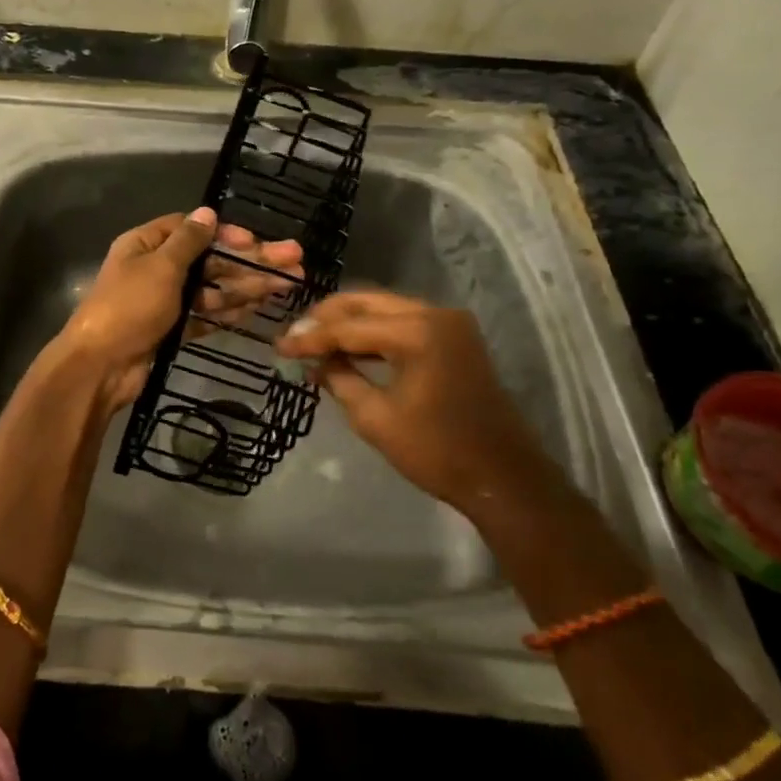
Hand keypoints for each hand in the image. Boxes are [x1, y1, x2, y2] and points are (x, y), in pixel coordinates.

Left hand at [59, 208, 303, 413]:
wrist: (101, 367)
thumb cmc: (129, 307)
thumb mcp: (160, 267)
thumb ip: (188, 241)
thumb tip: (209, 212)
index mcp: (146, 245)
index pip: (191, 230)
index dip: (225, 233)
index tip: (255, 240)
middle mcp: (156, 269)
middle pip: (210, 260)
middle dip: (250, 261)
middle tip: (294, 261)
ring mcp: (166, 302)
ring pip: (213, 289)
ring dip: (248, 286)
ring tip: (289, 284)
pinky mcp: (173, 330)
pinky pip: (206, 315)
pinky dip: (230, 312)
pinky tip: (260, 307)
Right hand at [275, 291, 564, 517]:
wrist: (503, 476)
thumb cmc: (436, 451)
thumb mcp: (376, 418)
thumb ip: (340, 380)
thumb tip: (315, 362)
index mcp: (417, 332)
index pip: (349, 327)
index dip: (310, 338)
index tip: (278, 346)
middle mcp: (434, 314)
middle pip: (366, 303)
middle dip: (327, 318)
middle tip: (294, 336)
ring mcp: (448, 322)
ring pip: (383, 308)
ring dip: (349, 322)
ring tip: (314, 340)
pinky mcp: (454, 336)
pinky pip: (402, 321)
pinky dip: (373, 331)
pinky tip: (348, 347)